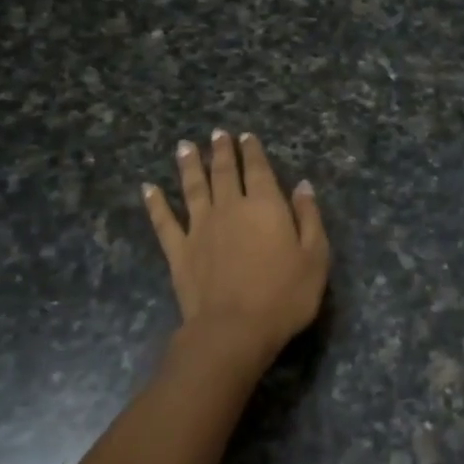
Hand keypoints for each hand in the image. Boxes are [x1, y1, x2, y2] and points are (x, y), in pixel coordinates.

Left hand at [143, 131, 329, 370]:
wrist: (234, 329)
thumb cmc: (284, 295)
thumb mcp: (315, 257)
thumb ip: (309, 217)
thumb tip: (302, 186)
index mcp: (265, 205)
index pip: (258, 169)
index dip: (252, 151)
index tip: (246, 136)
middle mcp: (230, 207)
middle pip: (223, 172)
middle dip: (221, 151)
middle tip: (216, 134)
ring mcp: (200, 228)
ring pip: (192, 188)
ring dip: (188, 165)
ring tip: (184, 147)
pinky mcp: (178, 250)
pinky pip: (164, 221)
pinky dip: (155, 203)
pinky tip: (148, 188)